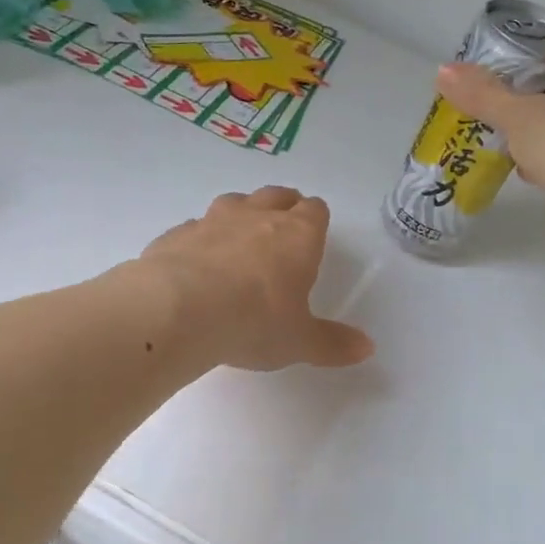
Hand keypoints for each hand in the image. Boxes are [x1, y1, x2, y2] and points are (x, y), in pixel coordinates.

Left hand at [137, 187, 374, 371]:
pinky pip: (195, 227)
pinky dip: (200, 239)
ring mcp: (213, 220)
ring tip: (240, 239)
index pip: (315, 210)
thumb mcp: (298, 342)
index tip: (315, 232)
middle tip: (283, 226)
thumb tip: (367, 347)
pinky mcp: (177, 234)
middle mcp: (256, 217)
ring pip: (234, 202)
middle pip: (276, 196)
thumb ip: (332, 343)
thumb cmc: (253, 322)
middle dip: (283, 206)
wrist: (178, 310)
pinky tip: (196, 263)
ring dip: (241, 214)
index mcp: (297, 236)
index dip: (316, 219)